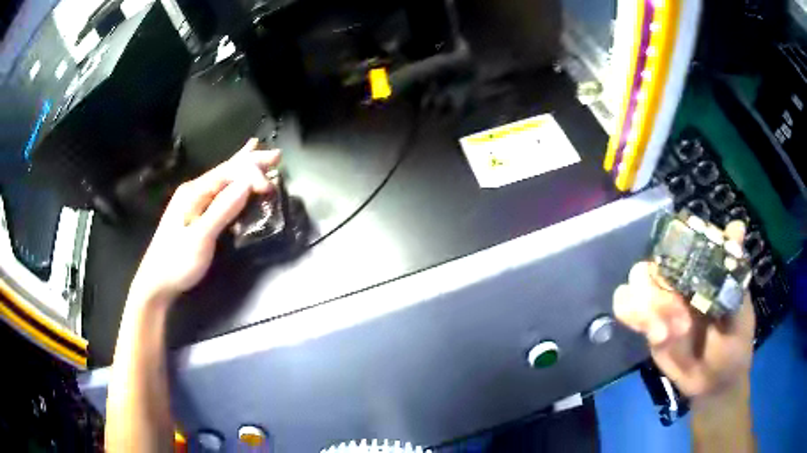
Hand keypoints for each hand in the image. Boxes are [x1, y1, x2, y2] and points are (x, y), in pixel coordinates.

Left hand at [128, 138, 280, 306]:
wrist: (157, 282)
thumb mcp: (200, 237)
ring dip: (243, 168)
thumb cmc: (177, 261)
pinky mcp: (195, 214)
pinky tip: (236, 180)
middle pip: (226, 170)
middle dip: (251, 161)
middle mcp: (194, 190)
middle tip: (276, 155)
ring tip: (257, 152)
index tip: (270, 188)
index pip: (228, 173)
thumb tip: (247, 184)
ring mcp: (193, 202)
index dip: (252, 174)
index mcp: (194, 192)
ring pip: (223, 179)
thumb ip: (222, 209)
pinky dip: (232, 182)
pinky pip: (219, 191)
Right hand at [613, 221, 754, 401]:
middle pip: (653, 263)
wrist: (713, 383)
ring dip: (646, 309)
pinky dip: (632, 316)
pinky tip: (651, 333)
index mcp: (703, 268)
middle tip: (679, 323)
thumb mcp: (740, 310)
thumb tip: (737, 227)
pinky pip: (627, 308)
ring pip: (635, 283)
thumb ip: (733, 277)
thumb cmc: (734, 343)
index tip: (686, 286)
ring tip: (664, 335)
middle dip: (659, 293)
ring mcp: (662, 300)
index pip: (680, 242)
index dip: (676, 256)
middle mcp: (680, 277)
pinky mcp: (648, 323)